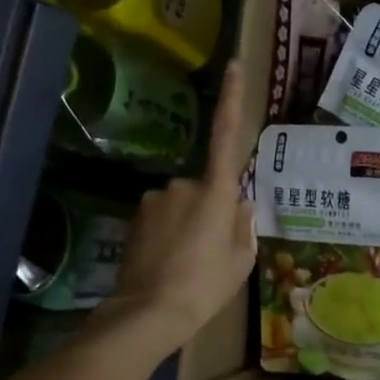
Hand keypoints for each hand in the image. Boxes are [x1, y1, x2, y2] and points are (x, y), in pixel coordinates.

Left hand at [108, 60, 256, 352]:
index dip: (232, 101)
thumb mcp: (241, 259)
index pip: (226, 137)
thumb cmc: (205, 286)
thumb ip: (243, 224)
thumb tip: (240, 203)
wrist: (148, 312)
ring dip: (188, 223)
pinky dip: (169, 233)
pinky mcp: (136, 217)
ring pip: (182, 203)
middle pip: (206, 187)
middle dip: (211, 208)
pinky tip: (169, 263)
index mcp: (216, 192)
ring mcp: (155, 200)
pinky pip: (162, 216)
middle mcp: (183, 185)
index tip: (233, 67)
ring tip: (189, 262)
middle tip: (213, 249)